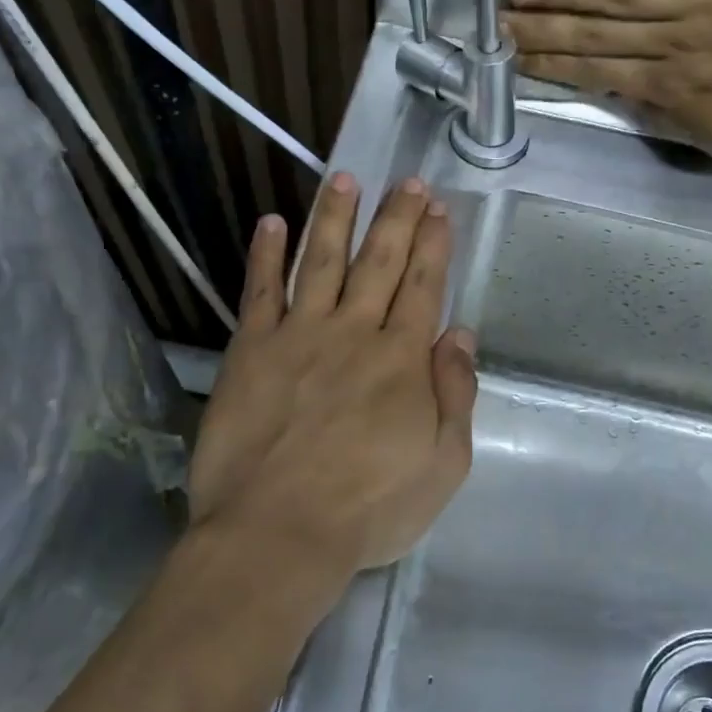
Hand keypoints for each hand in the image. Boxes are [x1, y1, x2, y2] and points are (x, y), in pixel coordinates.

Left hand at [187, 173, 476, 583]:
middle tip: (406, 182)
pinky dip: (266, 255)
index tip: (437, 208)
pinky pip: (260, 292)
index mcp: (403, 359)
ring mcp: (299, 336)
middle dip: (396, 218)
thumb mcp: (443, 465)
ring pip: (321, 262)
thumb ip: (455, 395)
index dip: (432, 244)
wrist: (278, 532)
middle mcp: (354, 333)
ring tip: (344, 179)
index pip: (422, 286)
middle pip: (378, 262)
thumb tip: (460, 336)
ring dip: (335, 218)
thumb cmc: (369, 509)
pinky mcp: (251, 351)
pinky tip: (271, 223)